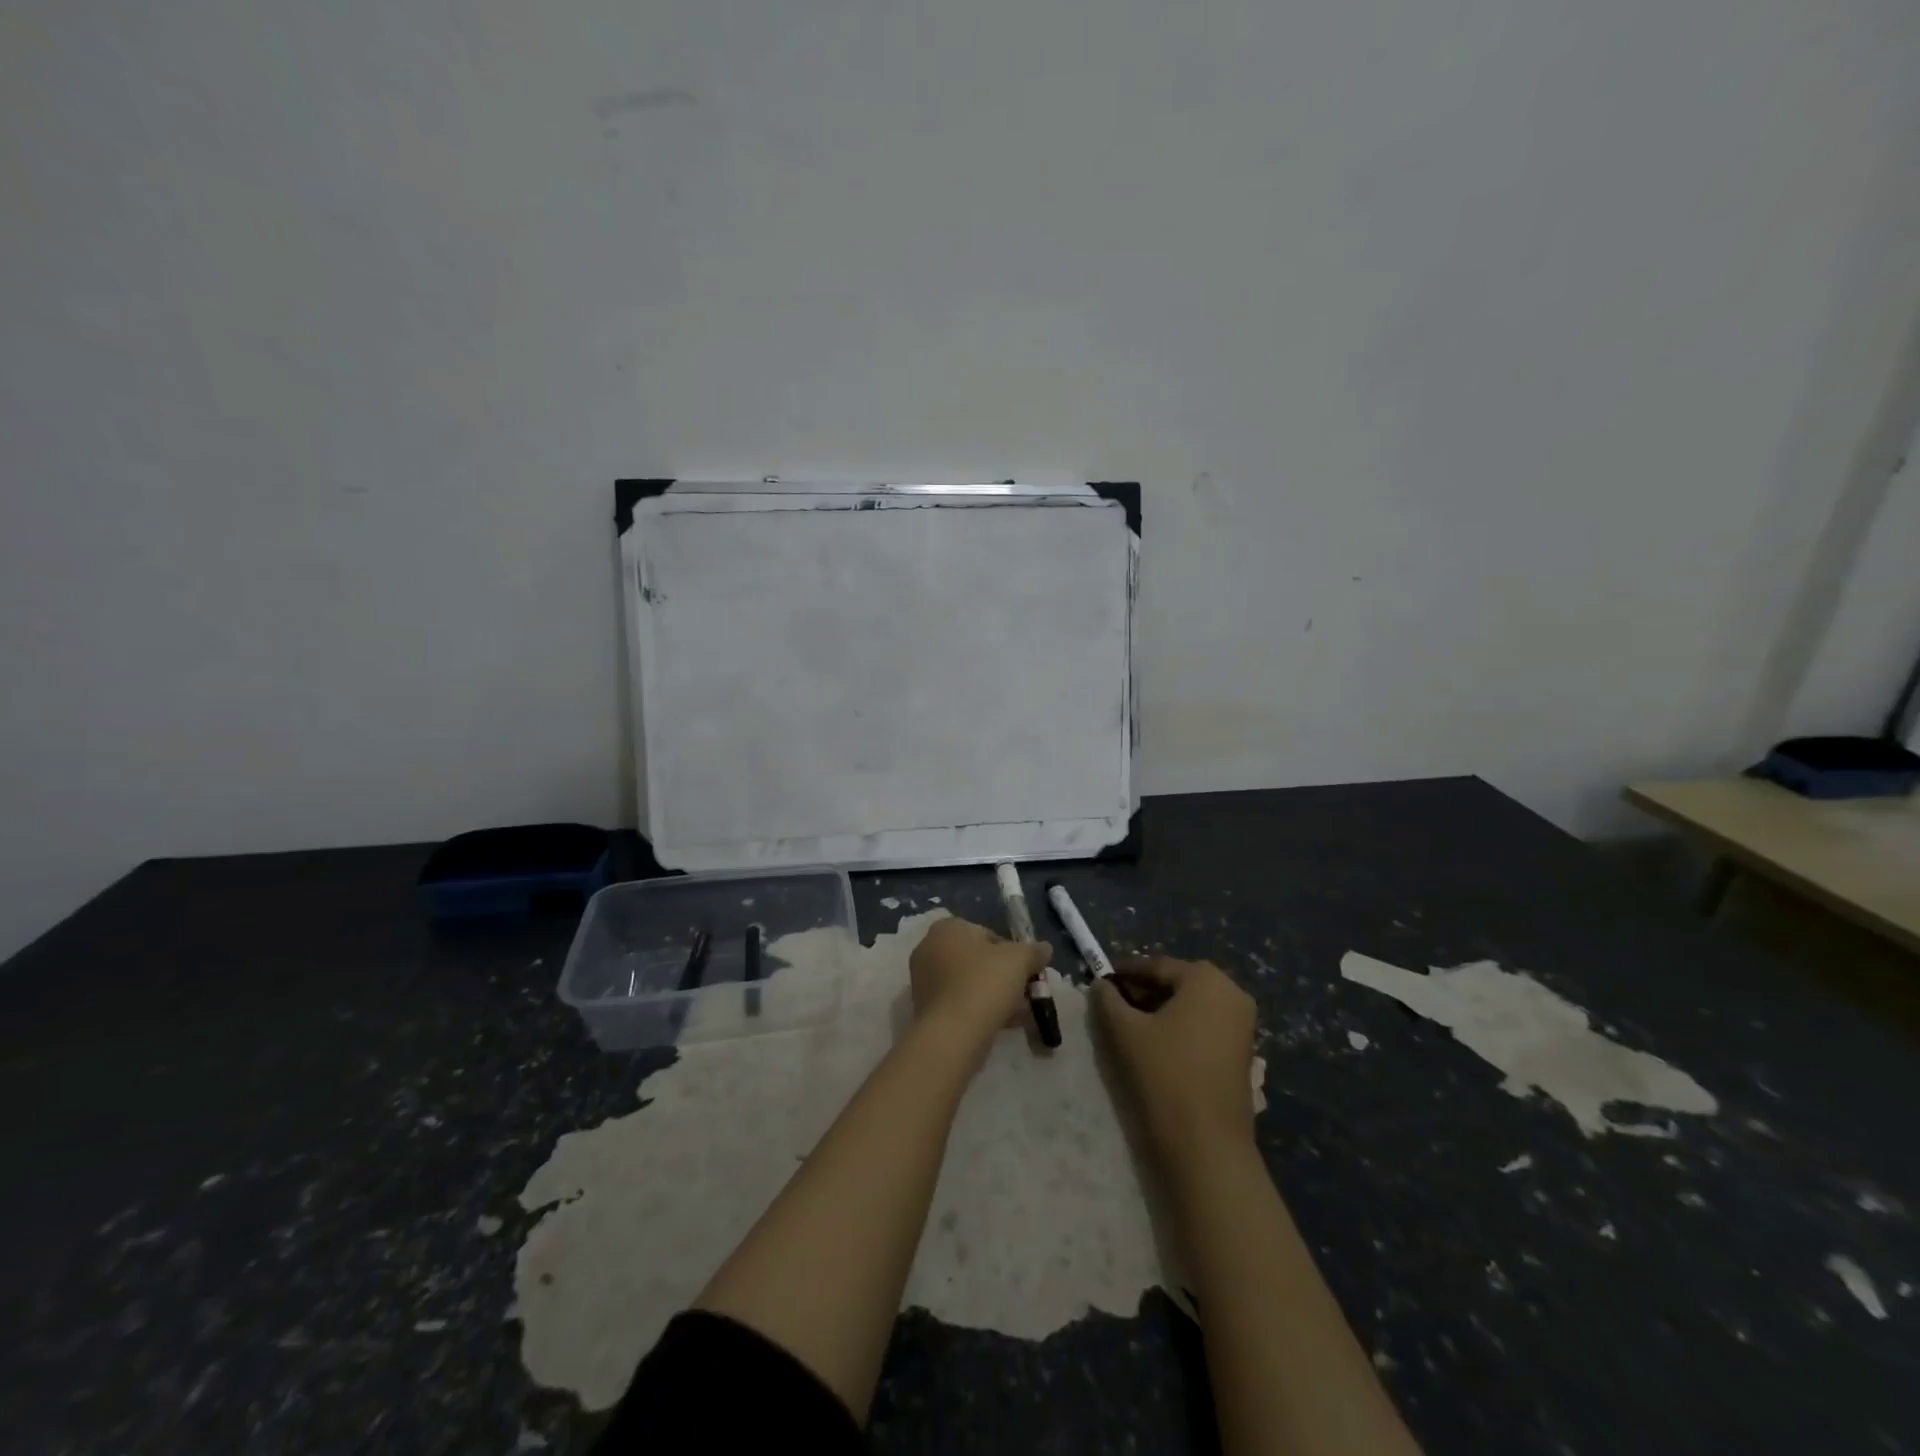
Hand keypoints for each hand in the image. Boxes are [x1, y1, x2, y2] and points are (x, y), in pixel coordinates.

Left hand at [909, 916, 1049, 1047]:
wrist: (953, 1034)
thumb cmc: (985, 983)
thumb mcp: (1020, 959)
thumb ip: (1034, 951)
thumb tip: (1044, 949)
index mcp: (947, 928)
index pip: (987, 934)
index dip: (1011, 953)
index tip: (1025, 972)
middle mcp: (928, 948)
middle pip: (976, 960)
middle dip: (1001, 976)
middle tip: (1022, 994)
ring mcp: (922, 980)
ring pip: (968, 983)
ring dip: (992, 995)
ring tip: (1015, 1014)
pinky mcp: (924, 1008)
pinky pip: (958, 1003)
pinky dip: (977, 1010)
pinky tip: (998, 1025)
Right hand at [1095, 955, 1257, 1168]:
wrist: (1207, 1144)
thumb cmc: (1164, 1073)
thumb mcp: (1124, 1030)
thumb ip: (1107, 999)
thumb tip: (1102, 985)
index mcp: (1206, 978)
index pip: (1156, 966)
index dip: (1125, 973)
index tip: (1101, 983)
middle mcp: (1232, 992)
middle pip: (1177, 983)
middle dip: (1144, 992)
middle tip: (1114, 1006)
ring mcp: (1243, 1024)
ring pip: (1192, 1006)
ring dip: (1161, 1011)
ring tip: (1131, 1028)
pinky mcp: (1244, 1052)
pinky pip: (1205, 1026)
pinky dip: (1180, 1028)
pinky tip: (1157, 1046)